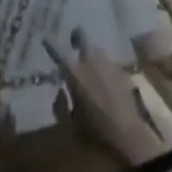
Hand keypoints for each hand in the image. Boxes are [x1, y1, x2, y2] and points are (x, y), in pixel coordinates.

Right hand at [44, 28, 163, 166]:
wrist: (127, 134)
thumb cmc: (95, 132)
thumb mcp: (70, 126)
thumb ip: (60, 107)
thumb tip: (59, 90)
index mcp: (75, 73)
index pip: (59, 53)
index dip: (50, 45)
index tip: (44, 37)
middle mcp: (91, 60)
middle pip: (82, 38)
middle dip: (76, 38)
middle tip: (73, 43)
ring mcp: (107, 61)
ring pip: (95, 49)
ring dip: (90, 54)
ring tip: (89, 65)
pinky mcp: (120, 67)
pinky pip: (107, 60)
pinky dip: (102, 65)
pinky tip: (104, 78)